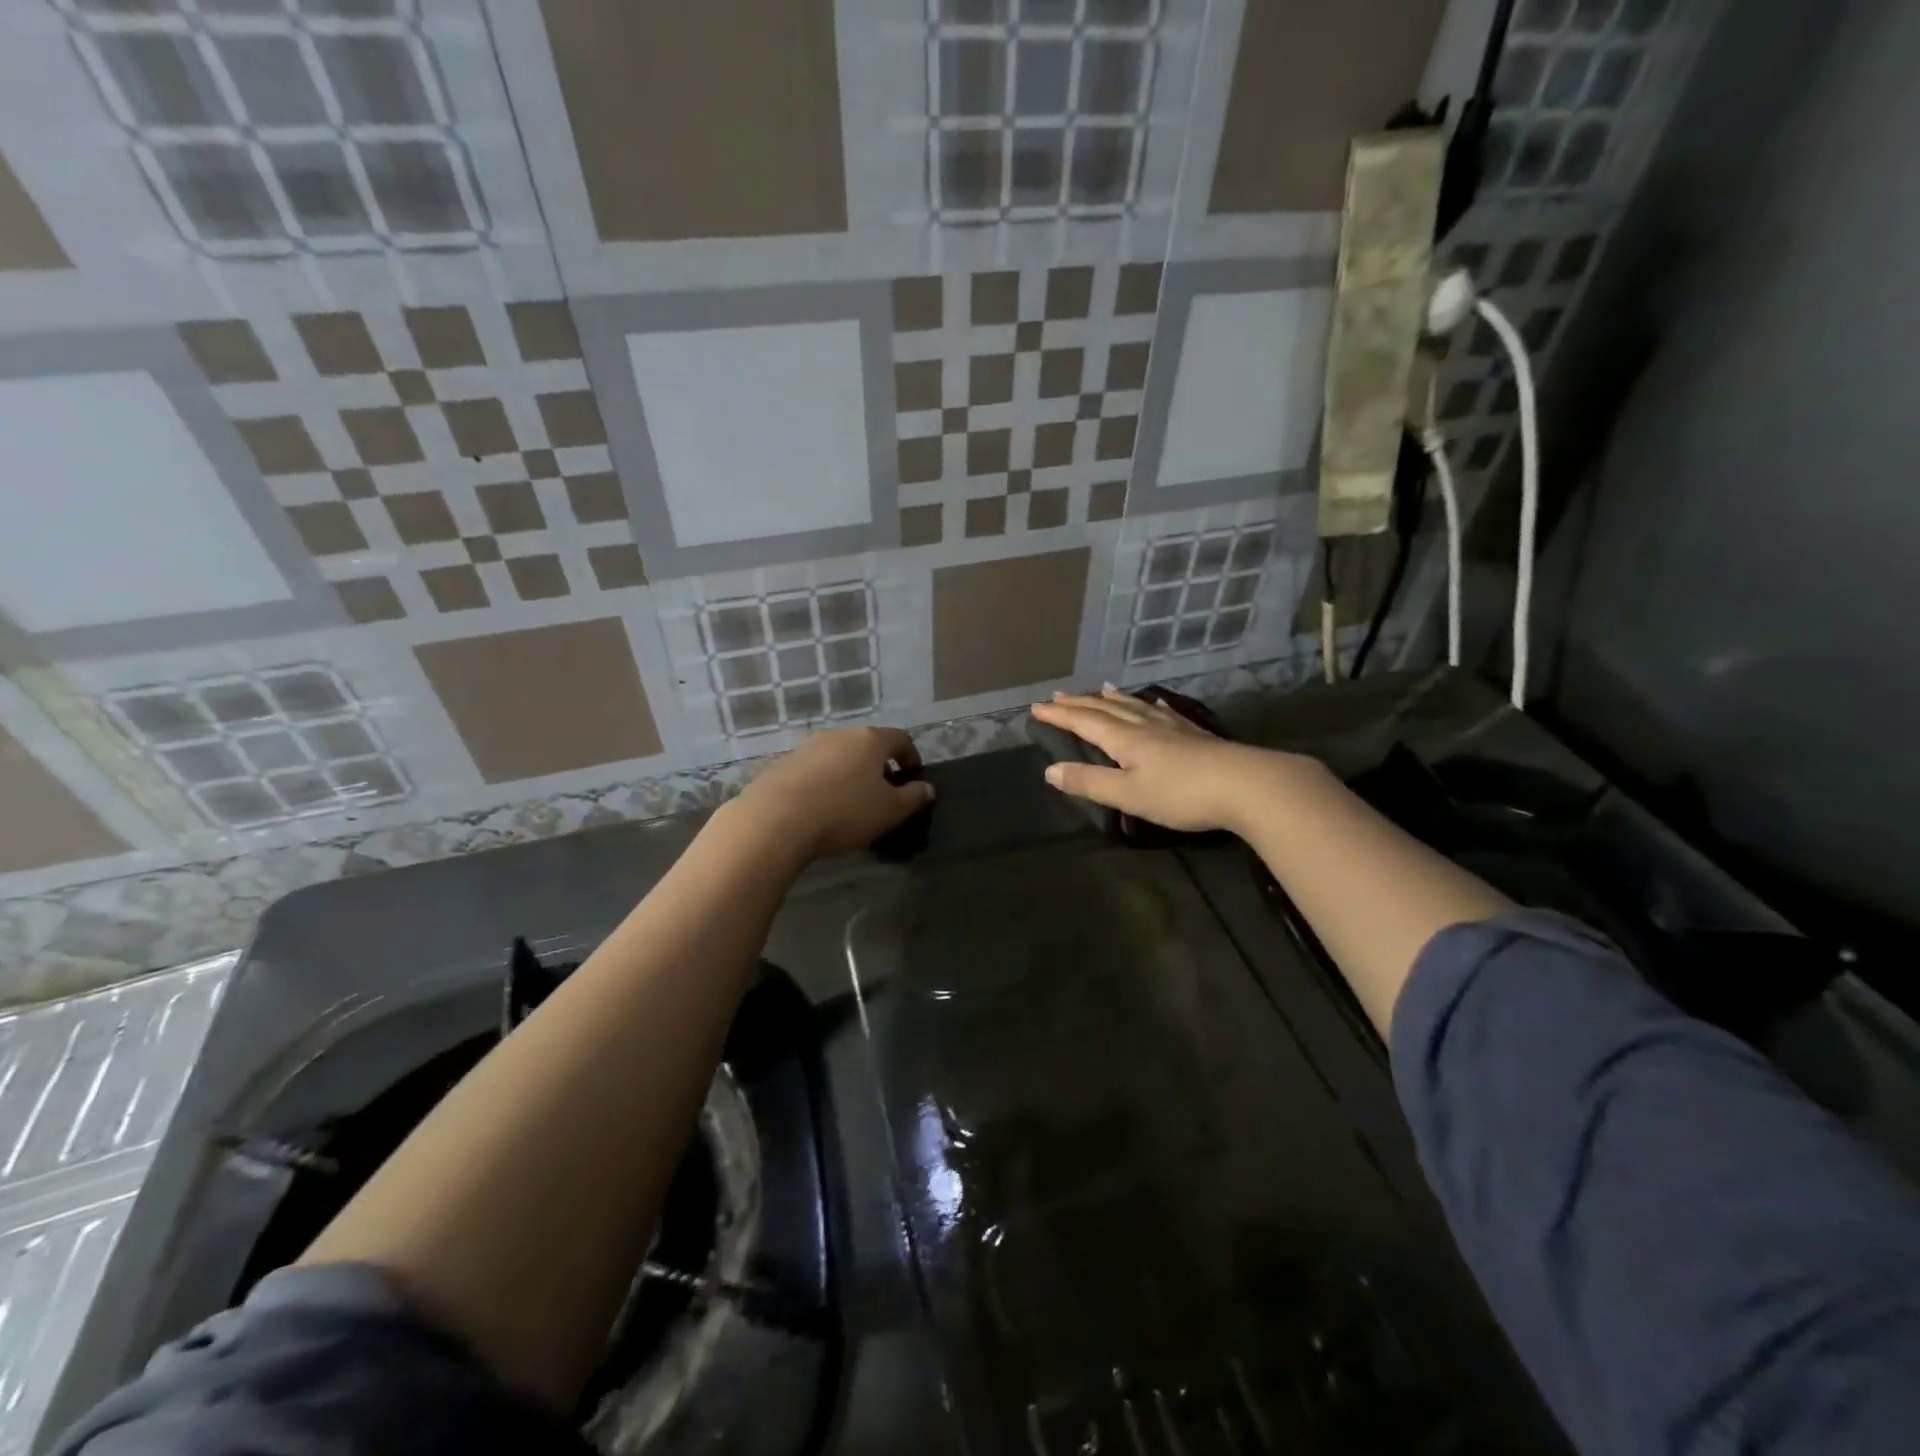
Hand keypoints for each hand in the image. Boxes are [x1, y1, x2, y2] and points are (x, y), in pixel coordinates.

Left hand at [733, 726, 933, 860]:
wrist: (775, 820)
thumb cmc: (844, 811)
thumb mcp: (889, 810)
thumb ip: (913, 797)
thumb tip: (927, 788)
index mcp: (869, 740)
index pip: (899, 739)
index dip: (911, 757)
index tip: (914, 778)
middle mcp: (837, 735)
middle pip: (866, 745)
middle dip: (878, 767)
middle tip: (883, 793)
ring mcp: (806, 748)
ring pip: (837, 757)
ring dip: (848, 775)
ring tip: (850, 803)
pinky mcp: (781, 765)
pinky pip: (812, 771)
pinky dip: (822, 784)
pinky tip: (820, 808)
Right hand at [1030, 688, 1316, 835]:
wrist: (1248, 785)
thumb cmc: (1182, 794)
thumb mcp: (1128, 794)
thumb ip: (1089, 782)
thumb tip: (1049, 770)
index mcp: (1125, 739)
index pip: (1084, 722)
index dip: (1059, 716)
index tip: (1036, 708)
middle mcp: (1145, 726)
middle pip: (1106, 709)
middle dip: (1079, 703)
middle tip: (1058, 696)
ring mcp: (1173, 727)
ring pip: (1134, 706)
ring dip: (1112, 699)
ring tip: (1100, 689)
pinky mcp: (1195, 735)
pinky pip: (1162, 712)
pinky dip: (1148, 705)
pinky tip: (1153, 703)